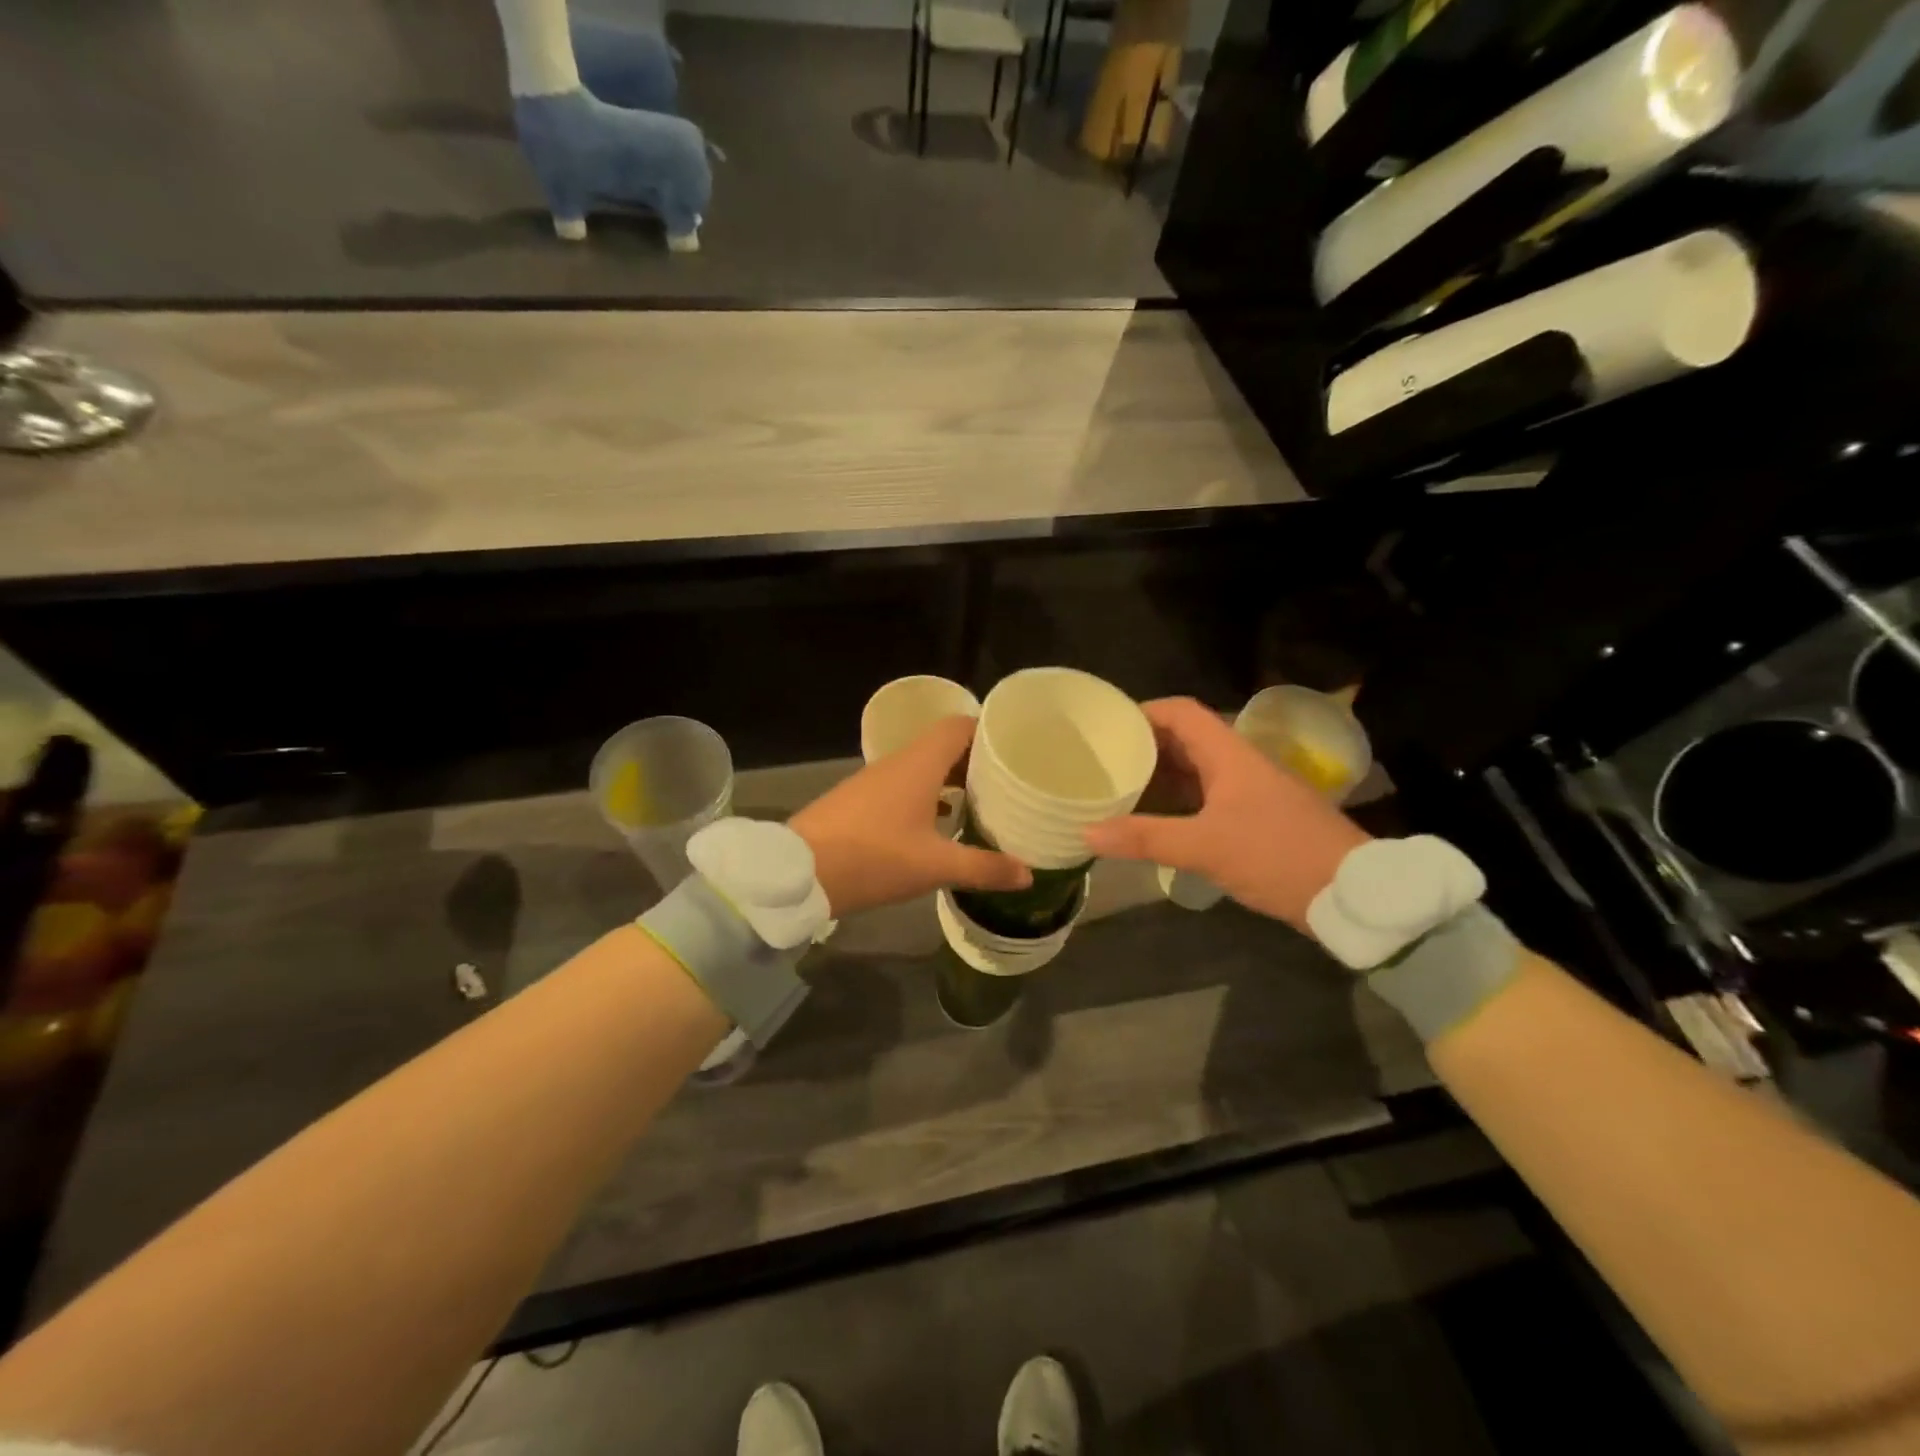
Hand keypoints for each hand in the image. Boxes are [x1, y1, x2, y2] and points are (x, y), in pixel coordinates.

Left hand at [791, 716, 1031, 917]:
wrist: (799, 872)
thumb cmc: (873, 858)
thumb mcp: (934, 866)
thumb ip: (983, 868)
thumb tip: (1028, 874)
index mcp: (919, 764)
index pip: (959, 726)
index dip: (988, 732)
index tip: (1014, 750)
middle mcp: (897, 763)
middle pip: (943, 746)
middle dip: (975, 761)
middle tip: (1006, 783)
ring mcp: (874, 781)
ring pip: (922, 768)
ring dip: (950, 780)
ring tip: (979, 804)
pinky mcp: (859, 801)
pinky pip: (903, 786)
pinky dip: (926, 796)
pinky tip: (937, 825)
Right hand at [1083, 697, 1369, 932]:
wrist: (1352, 893)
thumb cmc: (1277, 855)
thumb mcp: (1205, 847)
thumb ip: (1145, 837)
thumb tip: (1087, 831)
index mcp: (1229, 754)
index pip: (1181, 712)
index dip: (1143, 712)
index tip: (1107, 727)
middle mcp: (1238, 764)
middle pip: (1184, 739)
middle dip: (1143, 747)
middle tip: (1102, 762)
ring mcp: (1249, 791)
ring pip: (1195, 771)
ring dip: (1159, 777)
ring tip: (1117, 789)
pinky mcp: (1255, 818)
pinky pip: (1205, 798)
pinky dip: (1176, 803)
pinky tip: (1153, 822)